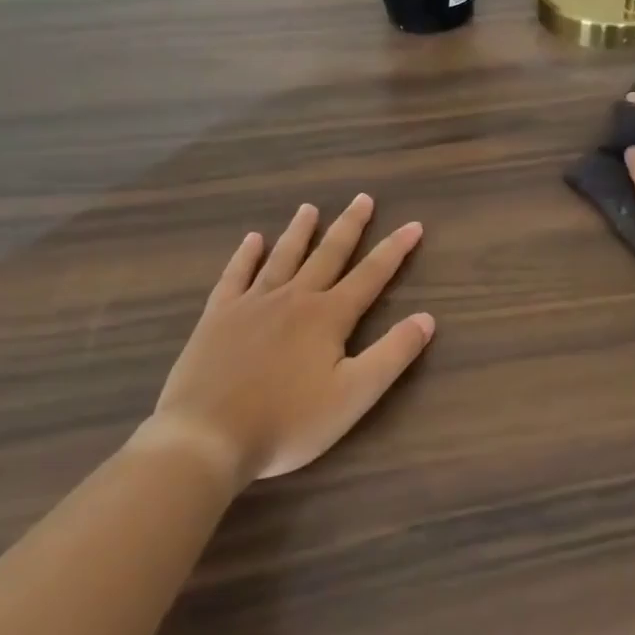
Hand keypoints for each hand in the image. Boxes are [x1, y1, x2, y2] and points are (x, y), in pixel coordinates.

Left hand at [136, 195, 434, 484]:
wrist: (207, 436)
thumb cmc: (288, 422)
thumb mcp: (354, 395)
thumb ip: (393, 354)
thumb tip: (427, 318)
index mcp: (328, 316)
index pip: (371, 275)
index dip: (395, 250)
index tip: (413, 225)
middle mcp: (294, 298)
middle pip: (327, 254)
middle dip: (349, 226)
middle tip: (362, 198)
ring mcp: (252, 303)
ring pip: (283, 257)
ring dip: (300, 231)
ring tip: (309, 208)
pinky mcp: (218, 316)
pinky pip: (235, 275)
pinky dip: (245, 255)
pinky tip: (252, 240)